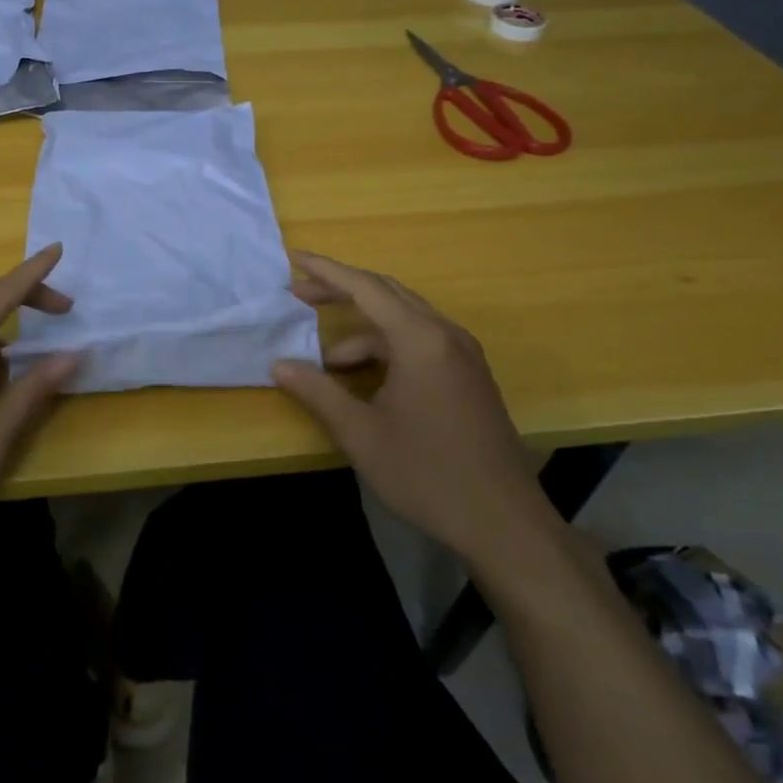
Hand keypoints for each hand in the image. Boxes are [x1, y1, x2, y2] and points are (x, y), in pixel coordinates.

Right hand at [270, 253, 550, 561]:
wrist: (505, 523)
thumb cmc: (427, 474)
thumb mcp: (361, 434)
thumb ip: (317, 392)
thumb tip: (278, 365)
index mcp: (419, 340)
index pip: (365, 287)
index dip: (326, 271)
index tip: (293, 259)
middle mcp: (445, 334)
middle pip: (386, 294)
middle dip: (341, 291)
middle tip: (299, 297)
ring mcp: (463, 354)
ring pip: (403, 320)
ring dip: (363, 330)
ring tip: (329, 364)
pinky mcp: (469, 375)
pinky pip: (420, 341)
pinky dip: (386, 347)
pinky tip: (367, 378)